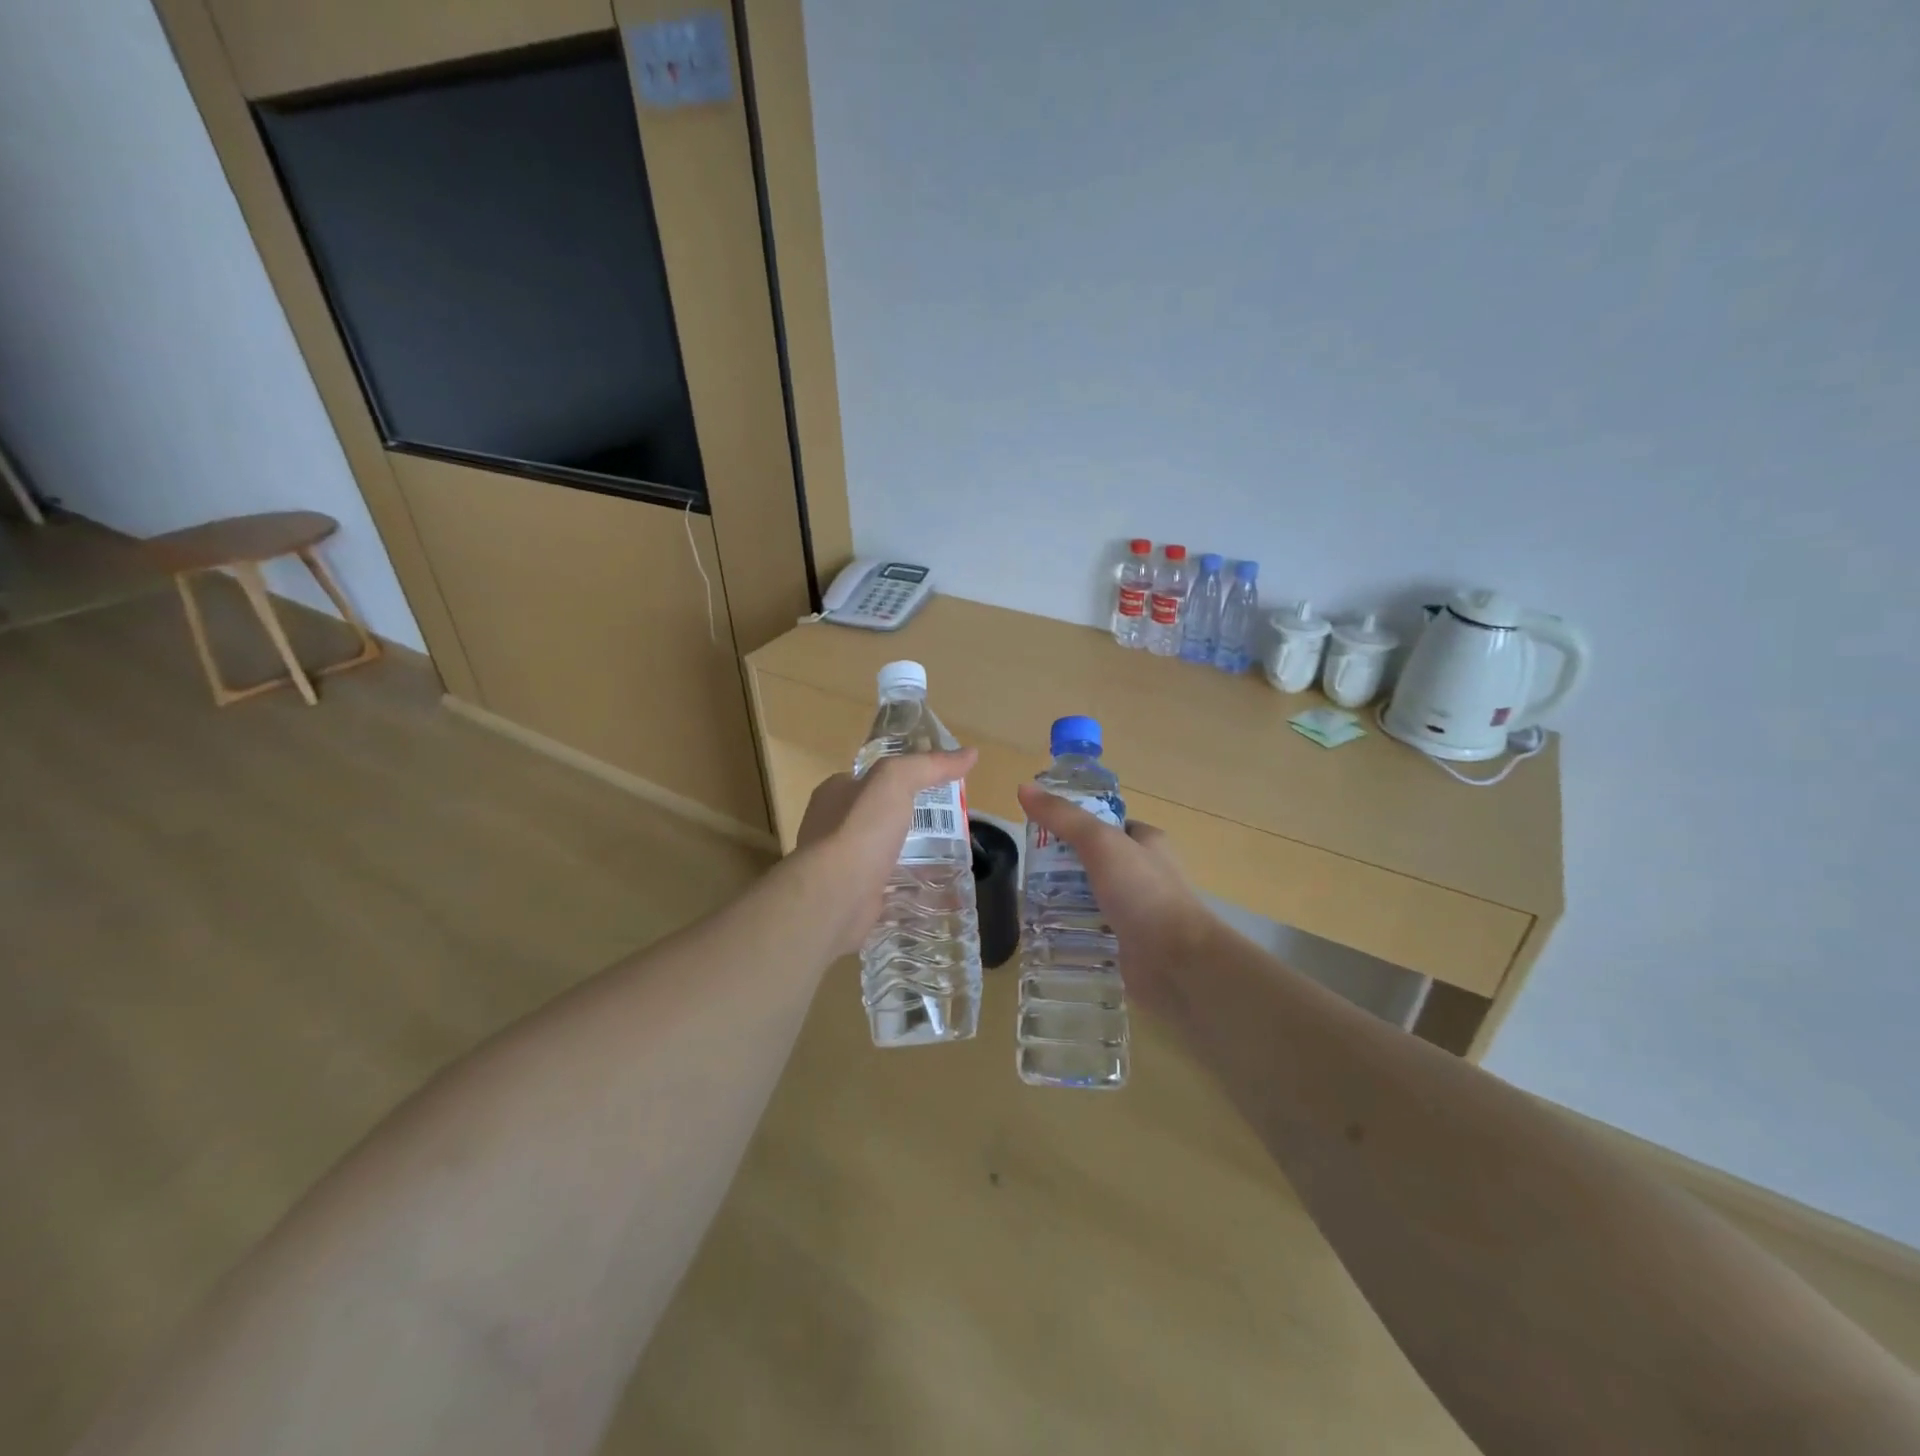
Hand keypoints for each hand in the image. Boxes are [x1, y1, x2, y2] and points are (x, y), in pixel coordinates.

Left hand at [796, 749, 977, 955]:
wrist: (835, 896)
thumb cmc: (860, 830)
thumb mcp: (895, 781)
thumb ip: (929, 765)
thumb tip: (970, 753)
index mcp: (834, 793)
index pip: (869, 778)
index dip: (901, 778)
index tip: (936, 785)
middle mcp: (831, 826)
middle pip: (879, 816)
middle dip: (910, 819)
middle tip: (950, 824)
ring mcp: (841, 864)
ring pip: (884, 853)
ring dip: (911, 855)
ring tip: (951, 857)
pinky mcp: (853, 895)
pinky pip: (888, 886)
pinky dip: (909, 888)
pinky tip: (935, 889)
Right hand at [1015, 783, 1217, 1023]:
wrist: (1176, 961)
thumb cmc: (1143, 892)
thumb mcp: (1100, 842)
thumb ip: (1063, 817)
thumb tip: (1024, 788)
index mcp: (1148, 842)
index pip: (1108, 824)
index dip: (1076, 823)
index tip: (1040, 830)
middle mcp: (1146, 874)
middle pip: (1097, 861)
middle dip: (1065, 865)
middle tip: (1029, 870)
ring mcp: (1139, 911)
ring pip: (1094, 897)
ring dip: (1067, 899)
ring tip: (1030, 901)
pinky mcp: (1130, 943)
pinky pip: (1095, 930)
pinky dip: (1075, 930)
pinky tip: (1048, 934)